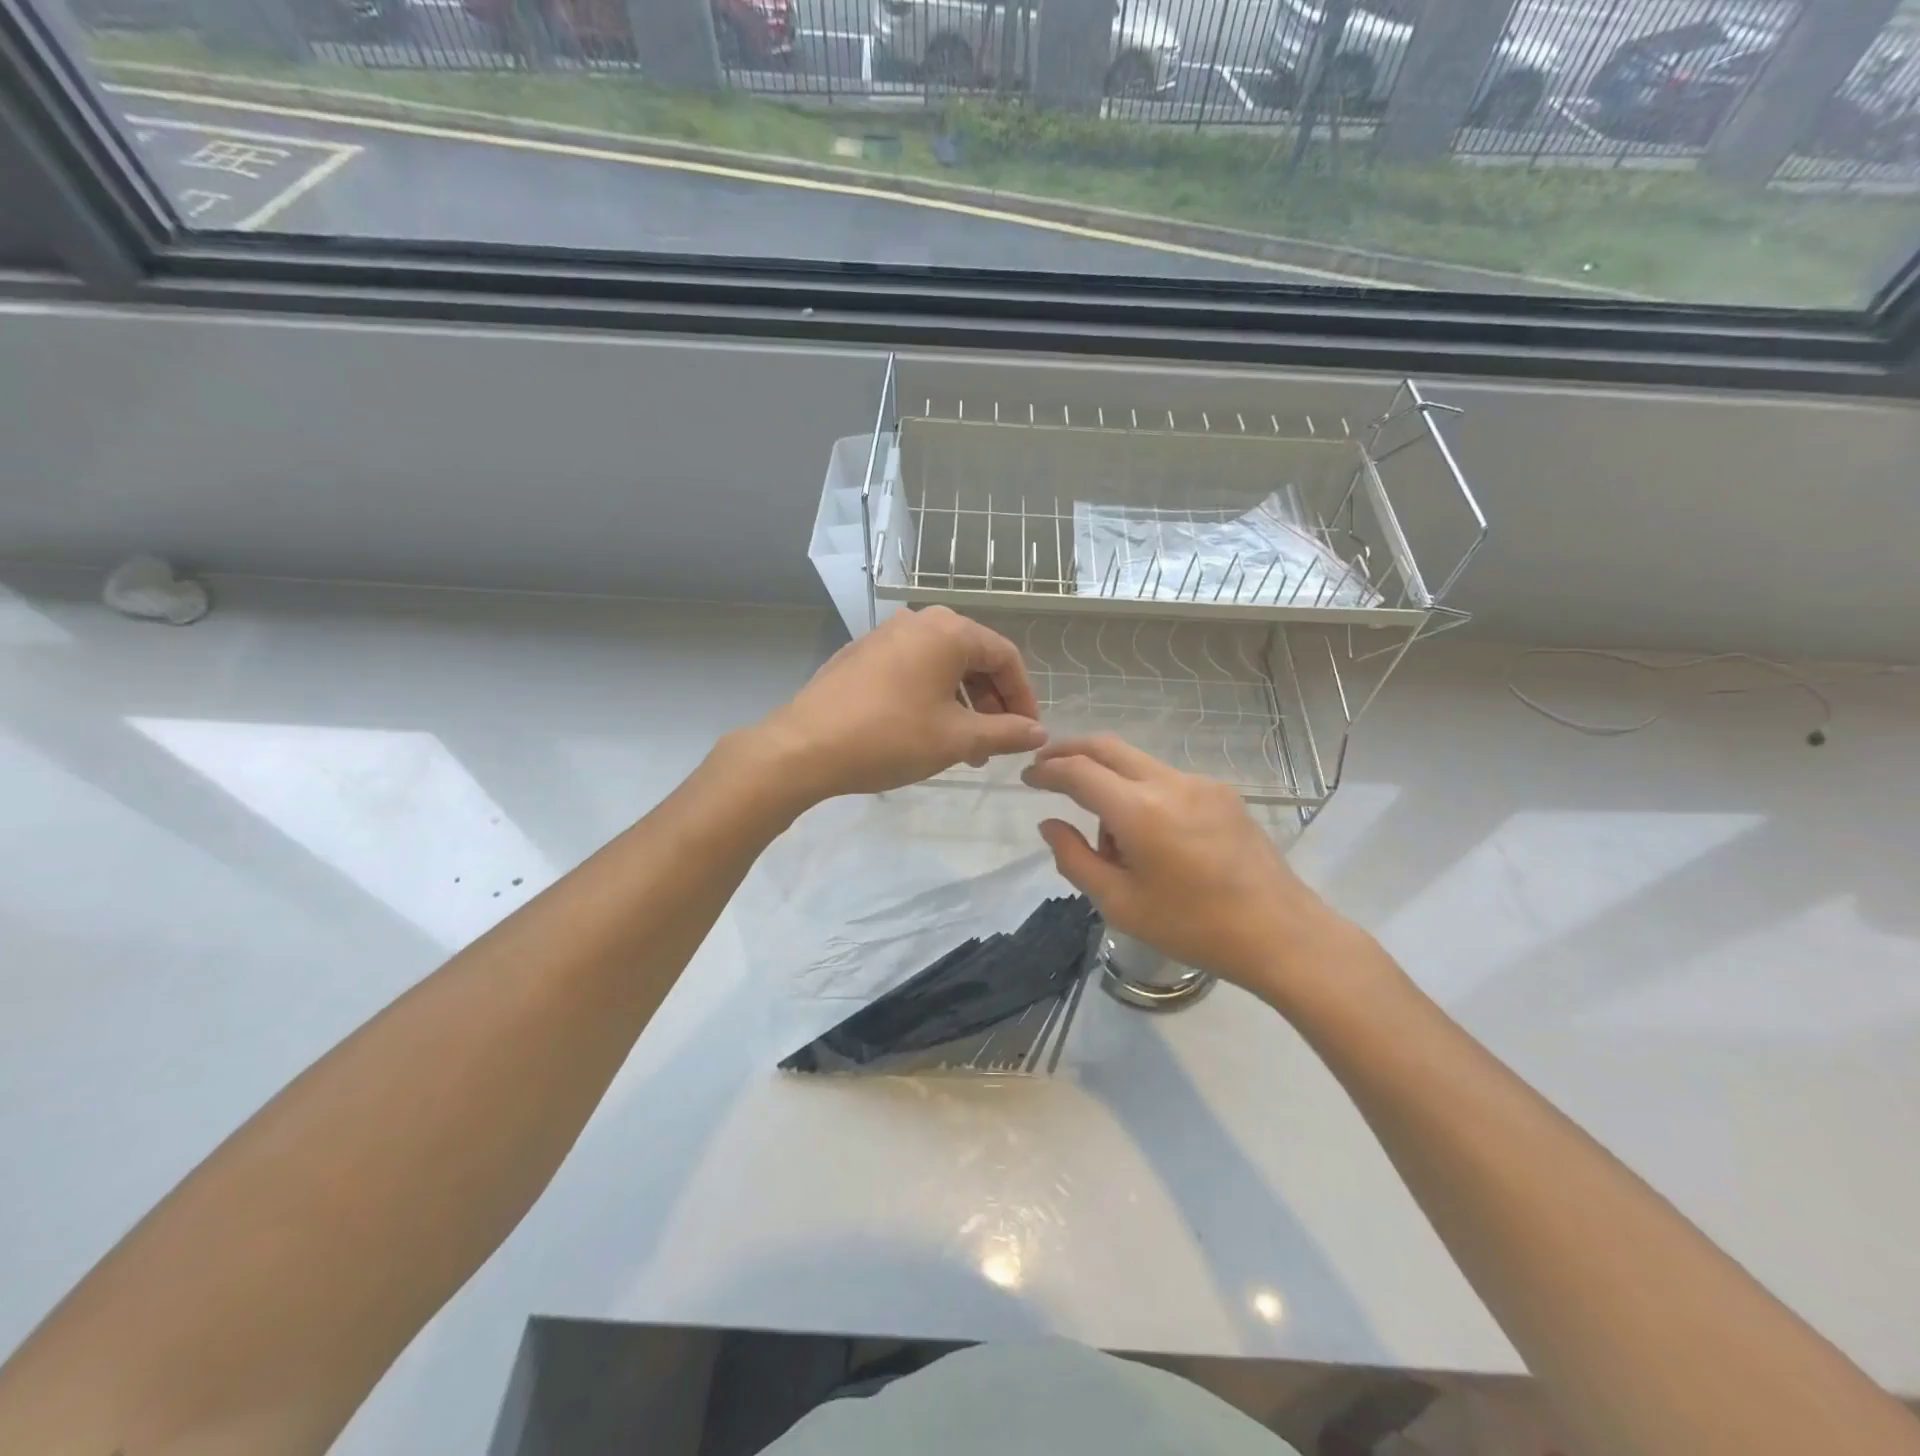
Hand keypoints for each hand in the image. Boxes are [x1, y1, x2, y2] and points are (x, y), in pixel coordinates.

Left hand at [757, 606, 1047, 802]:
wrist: (804, 746)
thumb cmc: (890, 737)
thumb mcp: (957, 739)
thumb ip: (1006, 732)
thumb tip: (1039, 733)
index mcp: (949, 631)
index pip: (1005, 657)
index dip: (1024, 697)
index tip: (1028, 733)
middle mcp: (919, 620)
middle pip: (973, 657)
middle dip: (991, 702)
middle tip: (995, 744)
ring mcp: (885, 634)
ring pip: (941, 665)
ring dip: (962, 704)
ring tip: (963, 747)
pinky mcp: (862, 653)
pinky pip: (912, 668)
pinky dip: (931, 696)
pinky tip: (926, 731)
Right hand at [1021, 735, 1364, 1003]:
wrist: (1281, 933)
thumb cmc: (1194, 927)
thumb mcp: (1120, 904)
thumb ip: (1075, 858)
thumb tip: (1050, 824)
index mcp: (1140, 811)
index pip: (1079, 772)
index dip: (1047, 770)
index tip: (1027, 778)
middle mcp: (1169, 782)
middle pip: (1108, 746)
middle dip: (1070, 750)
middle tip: (1045, 766)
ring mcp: (1200, 783)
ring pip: (1137, 763)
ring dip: (1109, 780)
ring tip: (1110, 840)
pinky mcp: (1222, 793)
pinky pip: (1166, 780)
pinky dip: (1141, 792)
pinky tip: (1149, 838)